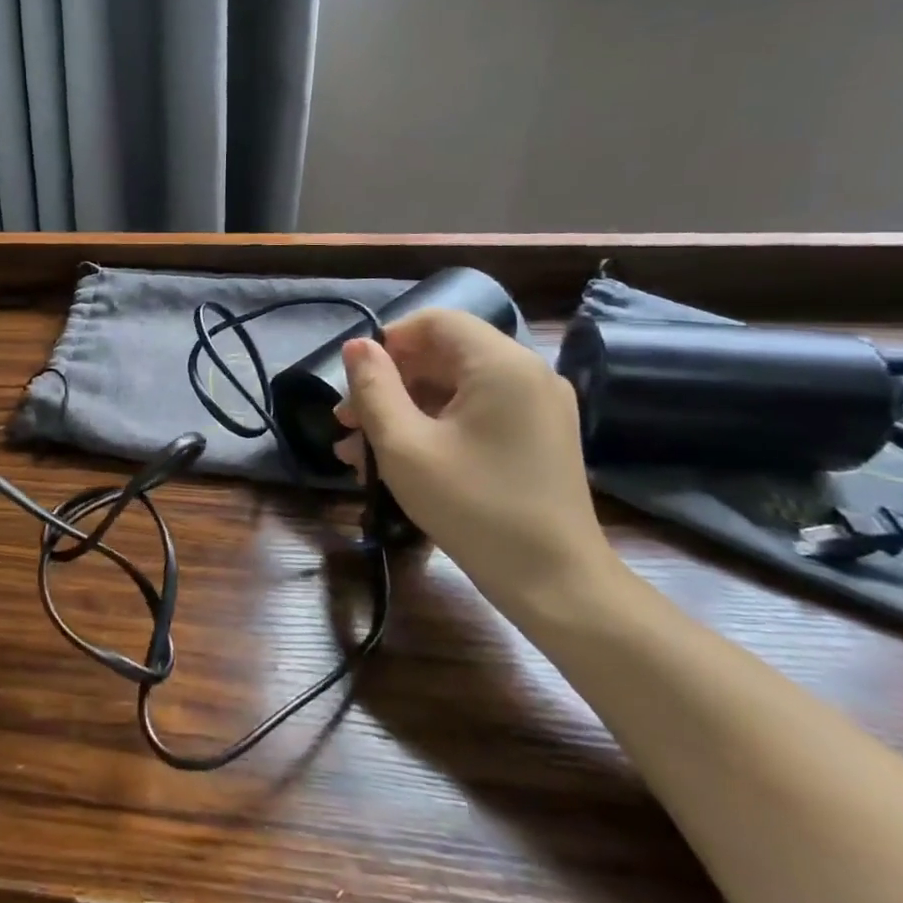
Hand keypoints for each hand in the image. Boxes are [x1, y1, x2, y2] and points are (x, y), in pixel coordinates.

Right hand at [335, 309, 622, 616]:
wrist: (555, 582)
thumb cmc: (473, 507)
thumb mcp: (404, 446)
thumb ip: (373, 389)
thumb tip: (356, 346)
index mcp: (501, 364)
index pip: (436, 321)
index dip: (388, 342)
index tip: (354, 381)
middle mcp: (526, 373)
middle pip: (444, 355)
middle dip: (389, 384)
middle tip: (347, 424)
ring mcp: (537, 406)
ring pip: (455, 388)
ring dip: (404, 410)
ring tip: (360, 451)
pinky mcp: (537, 436)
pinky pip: (476, 413)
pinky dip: (435, 426)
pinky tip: (399, 461)